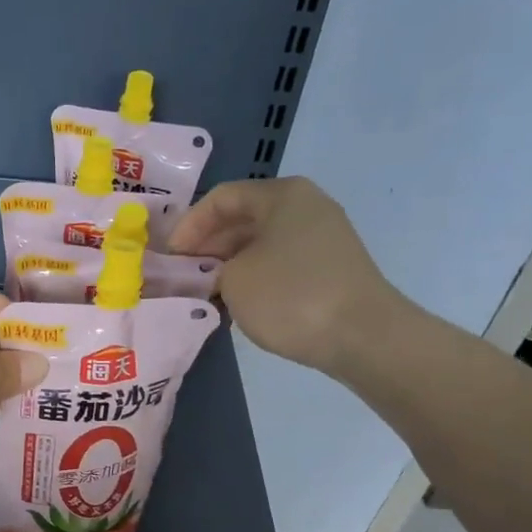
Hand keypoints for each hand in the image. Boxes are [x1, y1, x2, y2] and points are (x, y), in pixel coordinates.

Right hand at [169, 176, 407, 374]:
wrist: (362, 335)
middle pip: (242, 219)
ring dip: (228, 265)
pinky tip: (236, 303)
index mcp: (282, 195)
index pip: (221, 198)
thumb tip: (213, 274)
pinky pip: (279, 263)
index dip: (189, 225)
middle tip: (181, 276)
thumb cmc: (290, 296)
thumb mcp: (233, 279)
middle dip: (207, 246)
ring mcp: (322, 237)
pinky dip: (253, 277)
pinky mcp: (329, 268)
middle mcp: (305, 207)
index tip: (169, 258)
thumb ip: (211, 270)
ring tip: (203, 292)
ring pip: (260, 243)